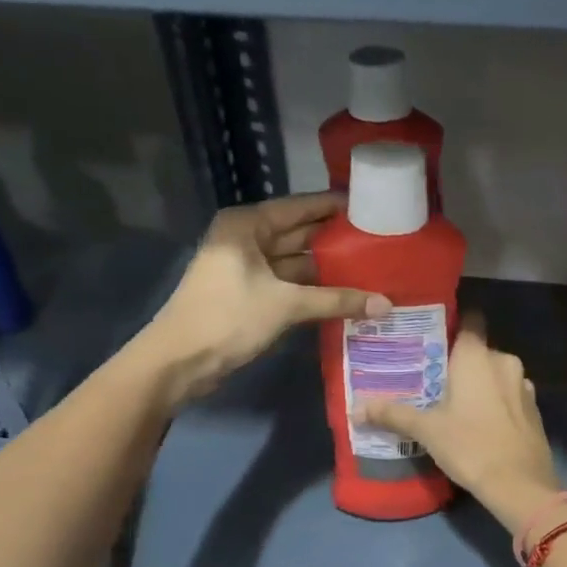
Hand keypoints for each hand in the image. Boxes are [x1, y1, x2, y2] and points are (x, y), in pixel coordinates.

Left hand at [146, 193, 386, 398]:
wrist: (180, 361)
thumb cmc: (228, 318)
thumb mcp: (286, 305)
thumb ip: (337, 300)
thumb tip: (386, 304)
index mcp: (248, 226)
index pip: (300, 207)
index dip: (334, 207)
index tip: (370, 205)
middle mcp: (247, 240)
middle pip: (299, 234)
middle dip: (336, 239)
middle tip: (380, 240)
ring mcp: (247, 269)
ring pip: (296, 262)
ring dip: (328, 268)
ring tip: (372, 267)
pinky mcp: (250, 295)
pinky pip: (290, 285)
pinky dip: (314, 290)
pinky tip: (347, 294)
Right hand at [356, 314, 563, 532]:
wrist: (520, 484)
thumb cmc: (470, 445)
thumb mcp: (427, 430)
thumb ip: (393, 413)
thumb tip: (355, 408)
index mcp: (478, 355)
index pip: (469, 319)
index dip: (452, 322)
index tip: (431, 335)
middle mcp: (504, 361)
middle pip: (478, 350)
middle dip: (458, 360)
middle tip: (431, 376)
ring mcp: (524, 385)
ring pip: (495, 373)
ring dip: (478, 383)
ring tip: (452, 400)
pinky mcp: (533, 409)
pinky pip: (509, 394)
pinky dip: (495, 400)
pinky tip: (478, 420)